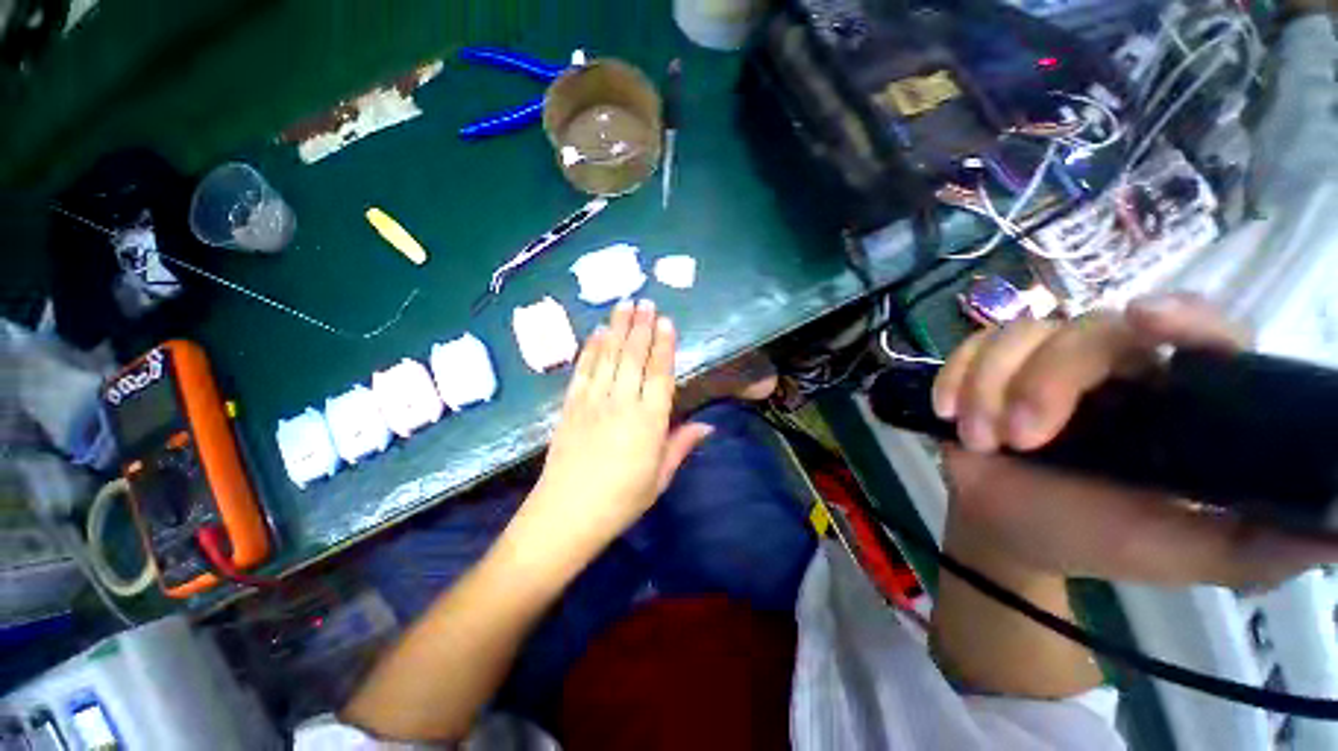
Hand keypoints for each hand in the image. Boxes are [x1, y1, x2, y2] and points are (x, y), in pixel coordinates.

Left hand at [527, 300, 712, 549]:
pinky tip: (598, 332)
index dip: (664, 345)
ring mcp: (593, 401)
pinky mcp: (570, 405)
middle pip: (634, 357)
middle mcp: (622, 403)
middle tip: (645, 301)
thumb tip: (708, 425)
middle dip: (641, 326)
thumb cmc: (621, 500)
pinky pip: (584, 370)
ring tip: (624, 304)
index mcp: (649, 422)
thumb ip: (681, 445)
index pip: (660, 374)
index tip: (666, 321)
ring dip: (618, 328)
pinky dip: (592, 348)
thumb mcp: (659, 478)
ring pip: (609, 357)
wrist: (566, 515)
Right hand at [931, 293, 1337, 588]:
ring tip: (981, 439)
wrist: (1012, 529)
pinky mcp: (988, 368)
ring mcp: (1043, 363)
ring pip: (1018, 334)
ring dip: (989, 386)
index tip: (1145, 321)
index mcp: (1175, 399)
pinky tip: (947, 411)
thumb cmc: (1098, 538)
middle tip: (1020, 437)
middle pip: (1087, 329)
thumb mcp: (1188, 554)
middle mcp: (1115, 367)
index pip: (1201, 332)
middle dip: (1046, 380)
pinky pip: (969, 347)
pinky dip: (955, 376)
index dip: (1182, 316)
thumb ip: (1264, 543)